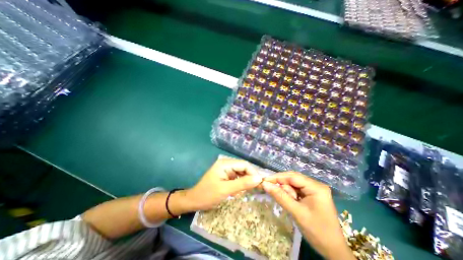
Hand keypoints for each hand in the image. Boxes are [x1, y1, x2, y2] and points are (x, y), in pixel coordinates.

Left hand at [185, 159, 263, 210]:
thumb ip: (243, 183)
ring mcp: (226, 169)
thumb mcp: (226, 190)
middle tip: (253, 190)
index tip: (260, 184)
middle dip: (249, 178)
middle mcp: (226, 164)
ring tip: (241, 193)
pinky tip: (236, 192)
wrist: (194, 201)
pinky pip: (237, 177)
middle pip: (243, 168)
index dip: (253, 173)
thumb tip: (259, 179)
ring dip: (244, 183)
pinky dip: (239, 185)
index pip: (244, 164)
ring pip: (241, 173)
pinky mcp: (226, 175)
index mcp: (225, 163)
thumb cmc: (208, 195)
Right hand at [260, 172, 355, 259]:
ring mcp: (314, 189)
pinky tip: (289, 201)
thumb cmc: (317, 232)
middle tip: (269, 189)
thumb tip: (264, 184)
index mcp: (316, 187)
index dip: (277, 177)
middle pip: (293, 179)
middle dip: (281, 185)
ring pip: (293, 184)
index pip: (293, 176)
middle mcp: (315, 185)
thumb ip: (280, 196)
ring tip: (287, 203)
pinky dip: (289, 194)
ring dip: (286, 191)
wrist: (333, 251)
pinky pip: (296, 190)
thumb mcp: (297, 213)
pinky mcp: (311, 195)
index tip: (264, 180)